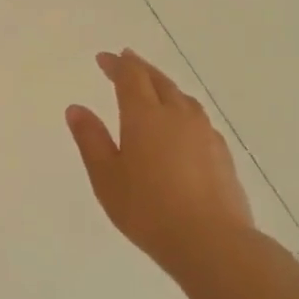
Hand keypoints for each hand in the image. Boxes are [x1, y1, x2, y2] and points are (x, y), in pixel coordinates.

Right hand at [66, 49, 254, 273]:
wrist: (211, 241)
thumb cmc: (147, 209)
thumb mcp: (106, 177)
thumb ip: (91, 140)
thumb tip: (76, 108)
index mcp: (144, 116)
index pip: (130, 77)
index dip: (116, 65)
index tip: (104, 58)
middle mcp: (177, 115)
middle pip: (158, 81)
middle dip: (140, 68)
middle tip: (126, 59)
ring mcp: (204, 132)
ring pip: (182, 97)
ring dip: (164, 85)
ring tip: (153, 87)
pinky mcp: (221, 152)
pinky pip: (198, 117)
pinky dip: (182, 108)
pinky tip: (181, 123)